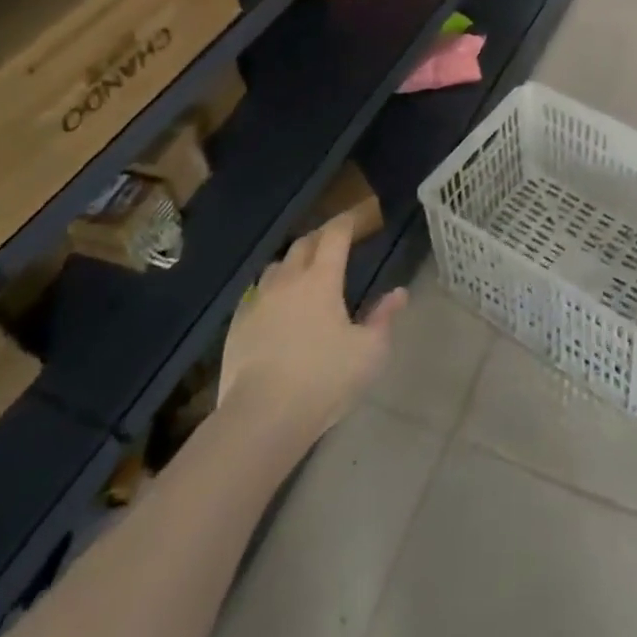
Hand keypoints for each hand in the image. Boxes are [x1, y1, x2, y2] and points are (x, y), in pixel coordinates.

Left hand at [216, 218, 406, 453]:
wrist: (262, 417)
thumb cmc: (324, 379)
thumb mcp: (369, 352)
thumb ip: (384, 318)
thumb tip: (399, 293)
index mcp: (322, 279)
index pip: (335, 235)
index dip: (346, 222)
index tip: (355, 219)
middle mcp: (288, 281)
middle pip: (303, 244)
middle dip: (320, 238)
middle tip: (334, 244)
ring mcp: (258, 302)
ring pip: (277, 267)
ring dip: (294, 263)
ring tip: (304, 274)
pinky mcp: (237, 326)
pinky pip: (256, 295)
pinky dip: (271, 291)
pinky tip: (276, 308)